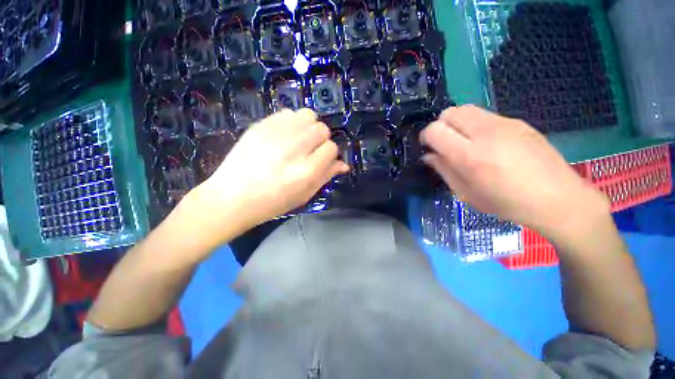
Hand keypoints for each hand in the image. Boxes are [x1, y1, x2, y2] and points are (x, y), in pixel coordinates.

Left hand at [195, 108, 347, 231]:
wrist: (232, 197)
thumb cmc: (273, 202)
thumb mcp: (304, 195)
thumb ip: (326, 176)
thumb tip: (343, 164)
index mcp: (306, 171)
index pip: (331, 148)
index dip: (329, 154)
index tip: (321, 159)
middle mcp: (294, 149)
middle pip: (322, 129)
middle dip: (320, 139)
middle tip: (309, 150)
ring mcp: (276, 134)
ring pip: (308, 115)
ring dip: (308, 127)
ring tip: (299, 140)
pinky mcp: (261, 125)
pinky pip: (288, 113)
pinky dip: (292, 122)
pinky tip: (284, 135)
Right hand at [420, 105, 609, 241]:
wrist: (558, 199)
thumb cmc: (507, 203)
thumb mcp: (466, 194)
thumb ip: (444, 170)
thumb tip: (429, 156)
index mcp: (470, 155)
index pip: (435, 130)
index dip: (426, 137)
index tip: (429, 148)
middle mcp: (485, 132)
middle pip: (449, 112)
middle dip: (440, 126)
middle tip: (445, 144)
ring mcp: (504, 123)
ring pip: (466, 109)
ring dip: (457, 123)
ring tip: (464, 142)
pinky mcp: (518, 122)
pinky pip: (485, 115)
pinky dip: (475, 124)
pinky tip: (487, 143)